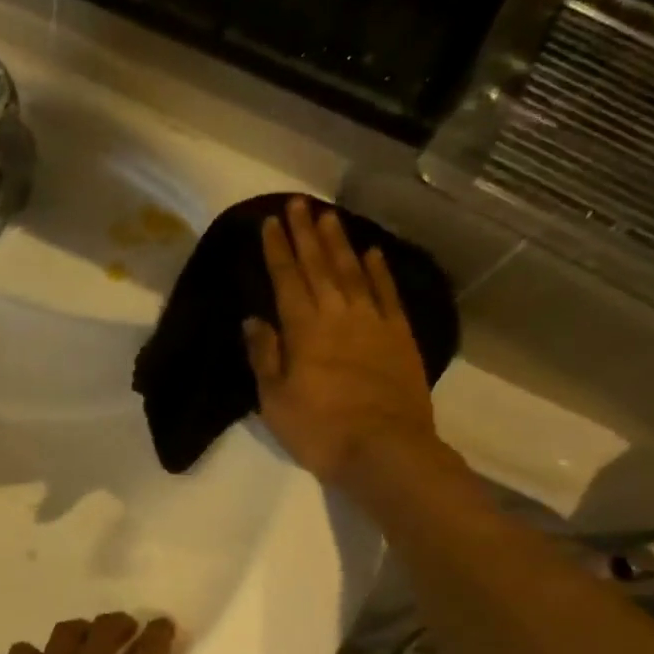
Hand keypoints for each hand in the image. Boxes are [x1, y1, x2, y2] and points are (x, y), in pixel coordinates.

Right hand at [244, 198, 440, 489]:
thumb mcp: (275, 400)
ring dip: (339, 243)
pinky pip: (388, 294)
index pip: (286, 279)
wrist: (385, 449)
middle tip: (296, 204)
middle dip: (305, 234)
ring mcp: (373, 322)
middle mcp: (338, 315)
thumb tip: (253, 320)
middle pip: (319, 266)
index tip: (268, 223)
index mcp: (304, 330)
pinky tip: (372, 253)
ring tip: (329, 216)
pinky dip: (379, 271)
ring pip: (353, 272)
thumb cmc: (320, 430)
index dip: (276, 250)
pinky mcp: (399, 336)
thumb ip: (265, 356)